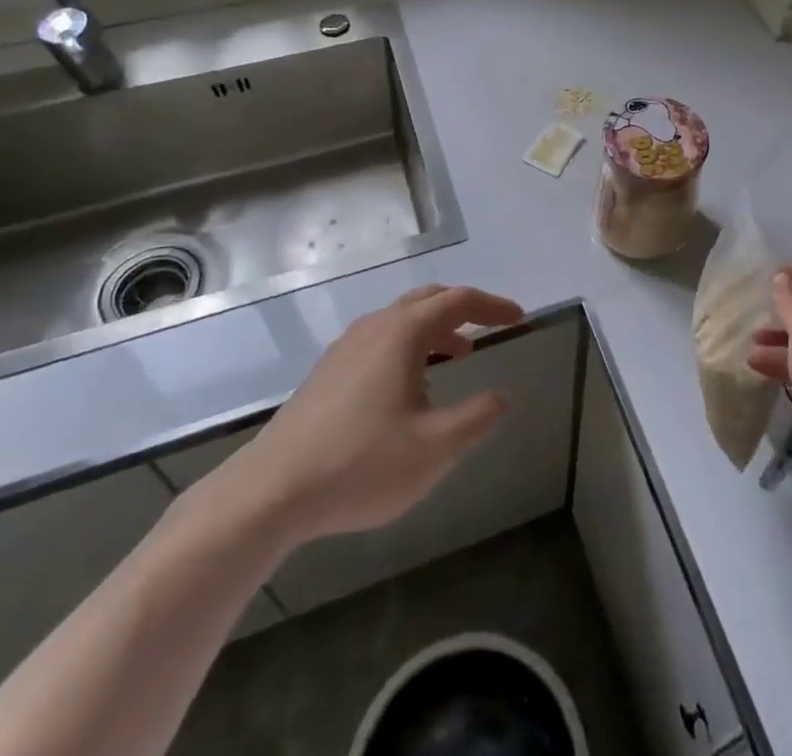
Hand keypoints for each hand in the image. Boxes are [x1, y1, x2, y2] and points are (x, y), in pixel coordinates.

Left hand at [186, 285, 524, 563]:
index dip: (494, 306)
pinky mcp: (328, 371)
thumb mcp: (435, 447)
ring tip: (459, 357)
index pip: (459, 301)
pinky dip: (410, 346)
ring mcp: (346, 347)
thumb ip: (478, 417)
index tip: (519, 319)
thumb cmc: (361, 464)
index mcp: (403, 332)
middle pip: (429, 300)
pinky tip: (410, 386)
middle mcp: (375, 327)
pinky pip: (381, 340)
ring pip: (402, 320)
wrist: (271, 491)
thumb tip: (501, 395)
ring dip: (436, 329)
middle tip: (491, 327)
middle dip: (465, 309)